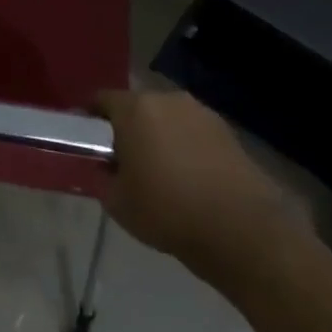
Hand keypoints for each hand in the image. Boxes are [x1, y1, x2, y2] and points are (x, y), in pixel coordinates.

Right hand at [97, 88, 313, 293]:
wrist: (244, 232)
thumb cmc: (169, 212)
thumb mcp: (118, 203)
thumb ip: (103, 178)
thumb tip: (106, 168)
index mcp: (134, 109)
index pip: (101, 100)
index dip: (89, 118)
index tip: (86, 141)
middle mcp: (167, 99)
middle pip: (137, 106)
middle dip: (127, 127)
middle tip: (124, 159)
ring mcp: (200, 113)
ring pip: (167, 119)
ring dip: (159, 136)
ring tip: (161, 171)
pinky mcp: (228, 132)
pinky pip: (193, 133)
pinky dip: (186, 147)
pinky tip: (189, 178)